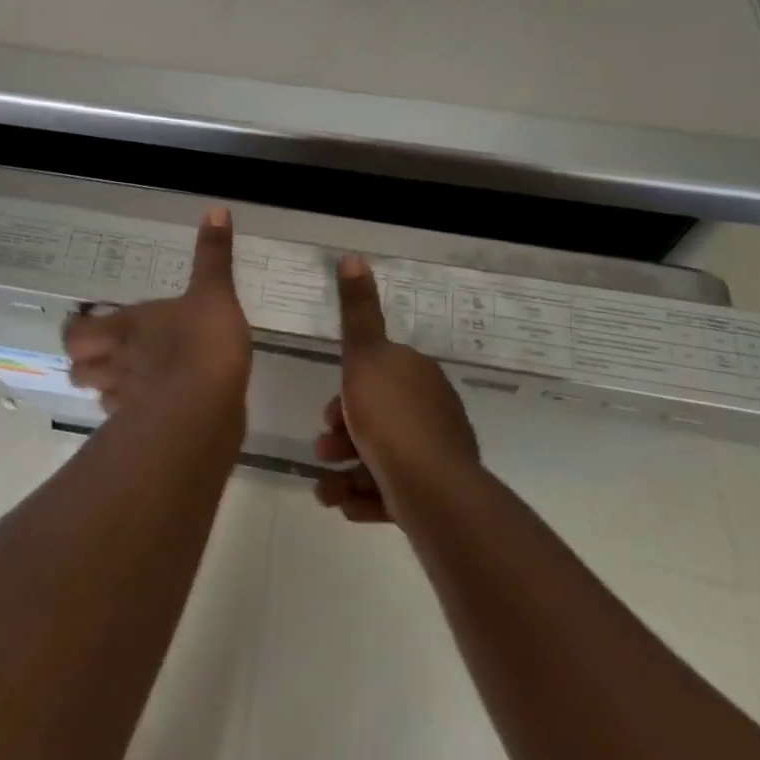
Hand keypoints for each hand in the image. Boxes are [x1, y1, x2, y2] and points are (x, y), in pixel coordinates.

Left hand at [63, 208, 250, 417]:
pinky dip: (136, 419)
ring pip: (102, 399)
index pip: (77, 335)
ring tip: (129, 383)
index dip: (76, 332)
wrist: (207, 410)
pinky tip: (156, 411)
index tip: (85, 325)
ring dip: (110, 391)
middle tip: (105, 356)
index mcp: (126, 328)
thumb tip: (215, 209)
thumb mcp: (214, 291)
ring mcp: (129, 403)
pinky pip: (130, 426)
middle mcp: (118, 365)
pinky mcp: (149, 434)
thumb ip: (213, 255)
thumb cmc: (202, 342)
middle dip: (87, 366)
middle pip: (79, 372)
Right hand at [314, 254, 480, 523]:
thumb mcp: (365, 354)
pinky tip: (344, 504)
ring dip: (346, 469)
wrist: (433, 492)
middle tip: (323, 449)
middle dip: (343, 434)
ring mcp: (436, 454)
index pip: (378, 373)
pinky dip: (365, 495)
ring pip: (381, 456)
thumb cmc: (390, 418)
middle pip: (377, 416)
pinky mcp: (436, 494)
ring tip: (325, 489)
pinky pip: (392, 491)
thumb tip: (354, 255)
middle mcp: (431, 409)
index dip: (348, 390)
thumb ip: (357, 310)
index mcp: (417, 374)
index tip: (328, 412)